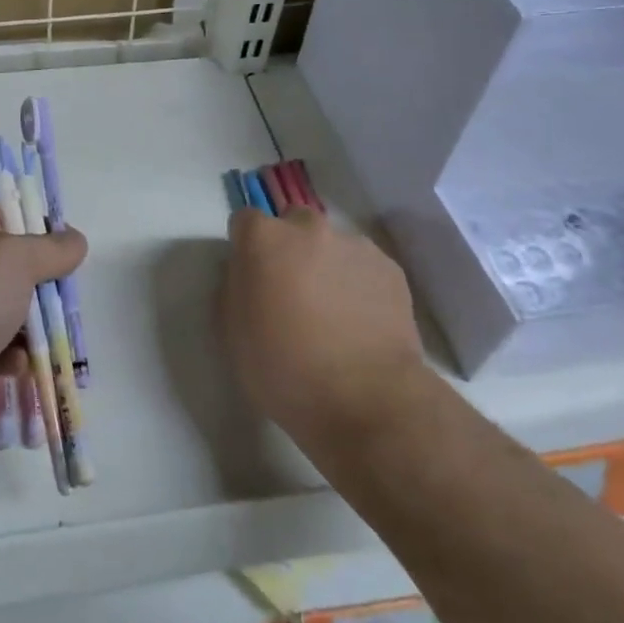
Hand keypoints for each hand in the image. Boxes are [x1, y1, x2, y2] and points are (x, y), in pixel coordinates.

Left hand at [0, 207, 85, 459]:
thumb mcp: (16, 257)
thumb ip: (52, 248)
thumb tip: (75, 240)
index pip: (8, 215)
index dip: (40, 228)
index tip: (68, 249)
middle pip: (15, 268)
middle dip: (45, 286)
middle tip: (66, 301)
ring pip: (12, 312)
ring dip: (35, 327)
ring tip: (52, 339)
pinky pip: (0, 351)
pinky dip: (15, 358)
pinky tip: (19, 366)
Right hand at [220, 207, 424, 453]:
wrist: (368, 402)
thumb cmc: (285, 370)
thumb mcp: (232, 332)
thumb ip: (233, 287)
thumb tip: (246, 272)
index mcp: (264, 239)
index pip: (244, 221)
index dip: (245, 248)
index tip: (252, 278)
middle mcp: (308, 228)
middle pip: (292, 225)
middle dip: (289, 250)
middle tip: (292, 294)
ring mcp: (354, 245)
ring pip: (331, 246)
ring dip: (325, 266)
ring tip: (333, 314)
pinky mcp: (390, 268)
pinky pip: (363, 266)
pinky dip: (357, 284)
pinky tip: (360, 322)